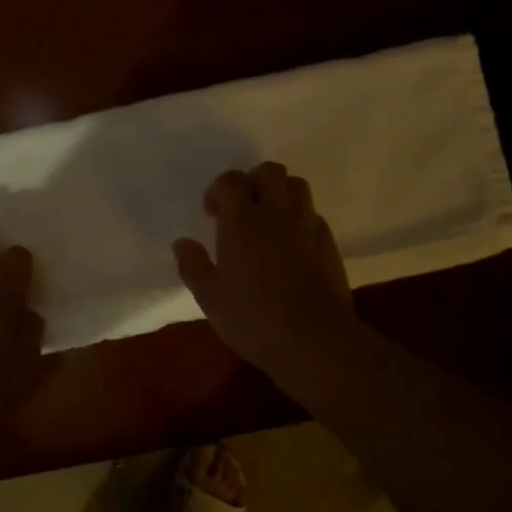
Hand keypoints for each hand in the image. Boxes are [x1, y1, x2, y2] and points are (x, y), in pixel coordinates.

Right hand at [173, 162, 358, 392]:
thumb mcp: (210, 298)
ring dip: (280, 193)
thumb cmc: (253, 319)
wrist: (314, 340)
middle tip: (242, 207)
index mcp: (242, 223)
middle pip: (270, 172)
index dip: (219, 189)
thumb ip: (193, 266)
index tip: (212, 213)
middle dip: (253, 181)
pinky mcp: (329, 244)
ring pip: (297, 186)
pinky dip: (299, 218)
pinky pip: (313, 215)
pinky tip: (291, 244)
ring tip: (268, 219)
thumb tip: (182, 243)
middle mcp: (276, 215)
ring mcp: (307, 227)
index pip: (231, 181)